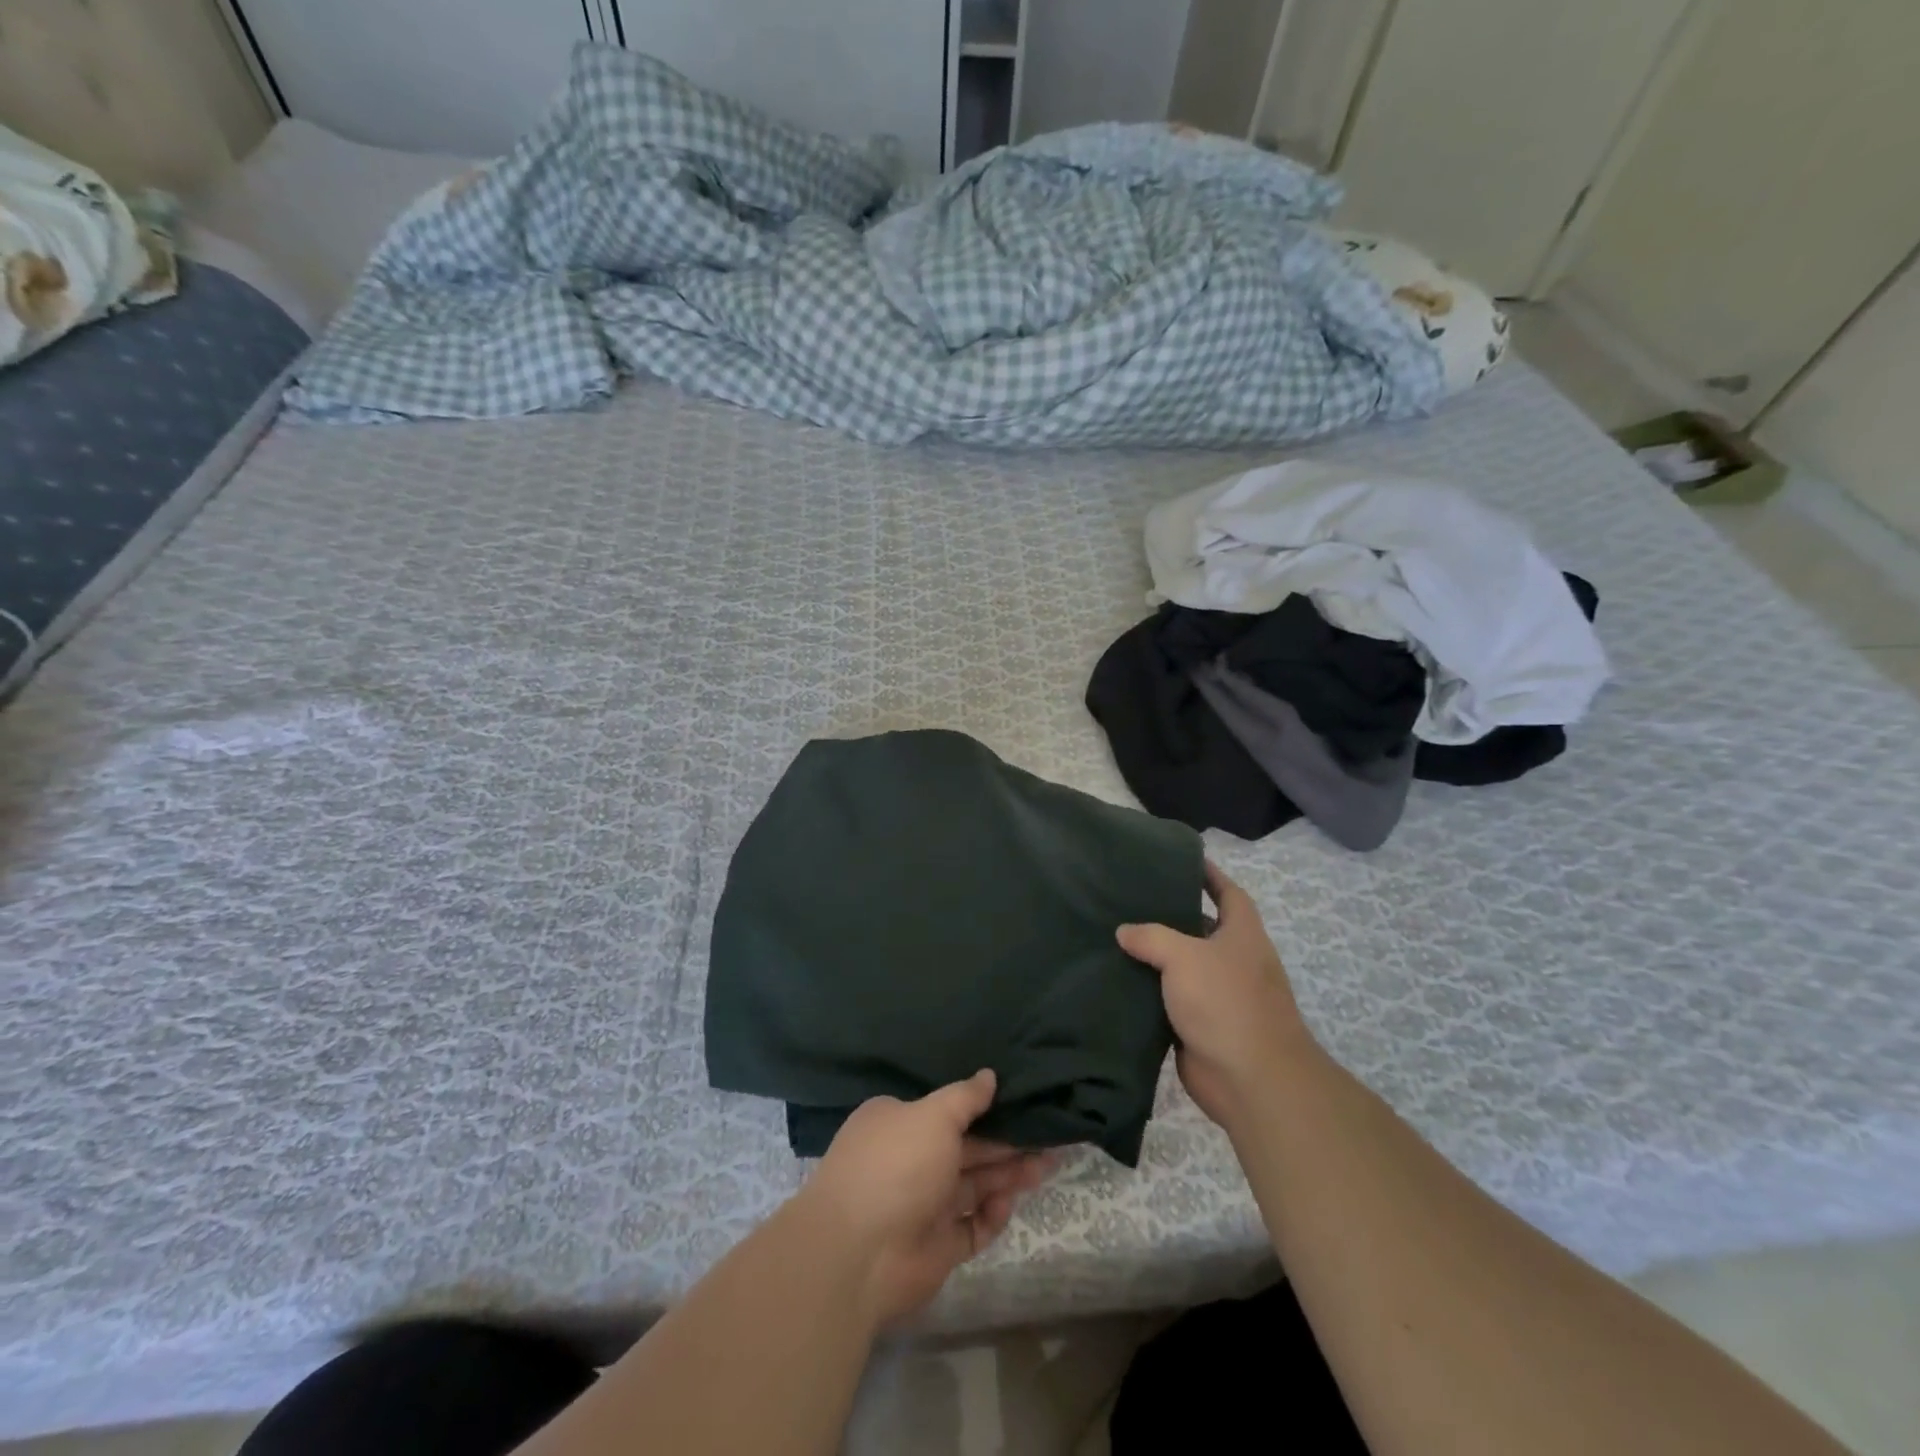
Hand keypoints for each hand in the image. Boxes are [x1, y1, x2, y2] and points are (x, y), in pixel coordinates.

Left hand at [798, 1071, 1051, 1327]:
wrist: (860, 1255)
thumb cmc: (896, 1166)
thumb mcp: (933, 1116)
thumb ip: (965, 1098)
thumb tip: (989, 1075)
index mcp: (898, 1123)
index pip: (945, 1110)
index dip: (983, 1107)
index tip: (1019, 1101)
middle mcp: (910, 1160)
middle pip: (967, 1148)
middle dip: (1006, 1143)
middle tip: (1050, 1136)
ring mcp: (923, 1205)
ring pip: (974, 1185)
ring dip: (1008, 1175)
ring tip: (1048, 1164)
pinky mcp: (936, 1247)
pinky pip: (971, 1227)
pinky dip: (991, 1215)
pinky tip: (1007, 1203)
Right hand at [1116, 860, 1312, 1129]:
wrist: (1250, 1081)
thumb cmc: (1226, 1003)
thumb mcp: (1185, 956)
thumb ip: (1151, 937)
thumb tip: (1124, 931)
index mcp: (1242, 936)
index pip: (1229, 893)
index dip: (1210, 875)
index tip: (1183, 860)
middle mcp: (1233, 962)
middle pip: (1200, 929)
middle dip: (1171, 915)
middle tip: (1129, 898)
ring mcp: (1217, 996)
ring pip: (1180, 967)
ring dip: (1154, 956)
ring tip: (1114, 936)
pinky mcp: (1198, 1026)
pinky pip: (1168, 1001)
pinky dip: (1147, 992)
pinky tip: (1116, 980)